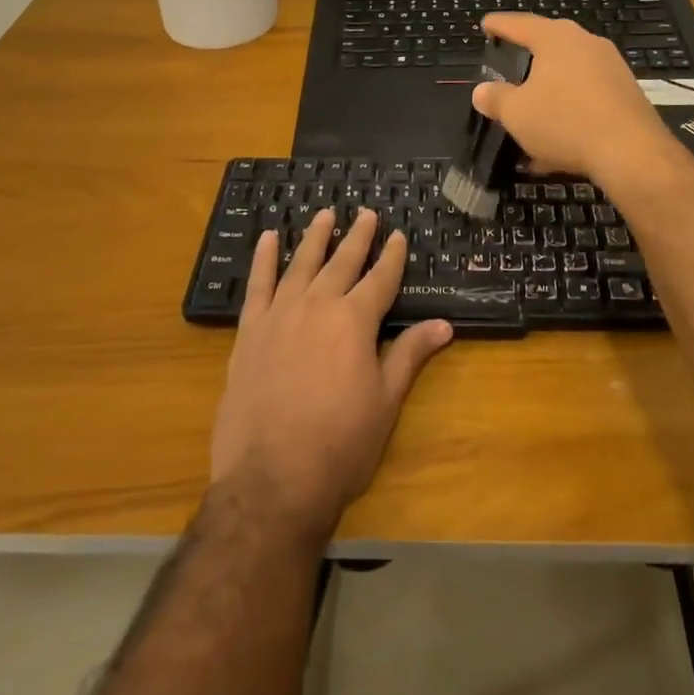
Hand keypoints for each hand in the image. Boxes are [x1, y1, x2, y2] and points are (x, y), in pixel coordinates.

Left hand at [210, 210, 453, 540]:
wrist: (271, 481)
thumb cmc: (339, 445)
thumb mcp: (385, 401)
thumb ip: (410, 355)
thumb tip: (443, 324)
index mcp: (355, 321)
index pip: (380, 279)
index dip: (392, 256)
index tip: (398, 235)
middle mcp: (318, 305)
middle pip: (342, 262)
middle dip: (358, 236)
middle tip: (366, 213)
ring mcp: (280, 315)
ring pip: (301, 264)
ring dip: (315, 237)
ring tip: (325, 213)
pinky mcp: (250, 332)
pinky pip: (257, 285)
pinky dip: (263, 258)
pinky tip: (267, 238)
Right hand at [471, 13, 676, 183]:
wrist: (632, 152)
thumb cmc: (565, 121)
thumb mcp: (517, 113)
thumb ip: (495, 98)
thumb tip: (482, 91)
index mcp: (555, 38)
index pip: (519, 24)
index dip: (499, 25)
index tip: (486, 25)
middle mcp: (586, 43)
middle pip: (549, 44)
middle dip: (528, 56)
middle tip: (509, 61)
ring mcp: (611, 67)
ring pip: (569, 74)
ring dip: (548, 91)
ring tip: (530, 112)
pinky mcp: (626, 94)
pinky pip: (587, 96)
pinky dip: (568, 110)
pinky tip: (556, 140)